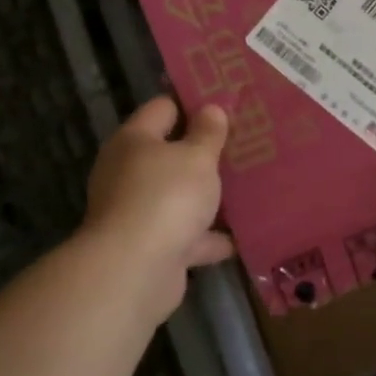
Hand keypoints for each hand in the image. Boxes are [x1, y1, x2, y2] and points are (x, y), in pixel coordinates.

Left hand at [83, 96, 233, 317]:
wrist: (135, 270)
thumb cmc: (166, 197)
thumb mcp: (196, 157)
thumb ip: (208, 133)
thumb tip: (211, 108)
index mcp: (134, 140)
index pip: (163, 108)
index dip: (193, 104)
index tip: (226, 106)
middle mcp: (129, 172)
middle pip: (170, 154)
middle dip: (204, 153)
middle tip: (243, 146)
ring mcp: (137, 212)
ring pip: (178, 196)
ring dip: (207, 197)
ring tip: (247, 188)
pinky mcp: (150, 247)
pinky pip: (185, 235)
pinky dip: (208, 237)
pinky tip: (240, 236)